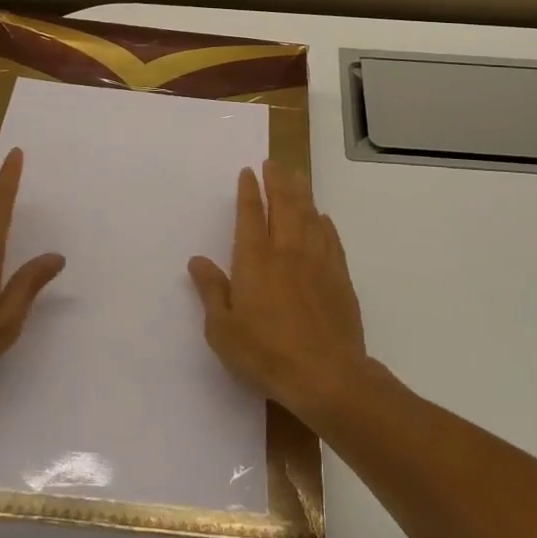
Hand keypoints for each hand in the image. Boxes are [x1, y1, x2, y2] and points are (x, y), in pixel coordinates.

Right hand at [188, 162, 370, 422]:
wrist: (326, 374)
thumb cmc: (266, 353)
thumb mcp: (223, 329)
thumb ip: (211, 291)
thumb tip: (197, 260)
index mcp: (254, 260)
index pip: (250, 215)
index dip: (248, 191)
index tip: (248, 172)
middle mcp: (286, 251)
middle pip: (283, 206)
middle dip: (277, 181)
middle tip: (274, 162)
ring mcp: (317, 261)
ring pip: (309, 216)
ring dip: (302, 193)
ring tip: (298, 176)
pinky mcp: (339, 277)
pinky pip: (330, 239)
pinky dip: (324, 223)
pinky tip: (322, 217)